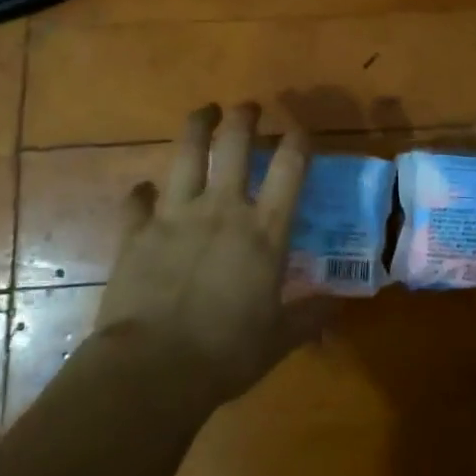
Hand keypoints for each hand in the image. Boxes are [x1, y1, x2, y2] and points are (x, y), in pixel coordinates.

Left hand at [94, 103, 323, 404]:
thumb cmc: (226, 353)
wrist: (153, 368)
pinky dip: (141, 192)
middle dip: (244, 117)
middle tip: (248, 107)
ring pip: (186, 153)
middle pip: (234, 144)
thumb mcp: (279, 339)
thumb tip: (339, 306)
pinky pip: (137, 200)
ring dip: (197, 126)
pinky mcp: (137, 231)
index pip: (290, 168)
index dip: (298, 140)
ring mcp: (176, 214)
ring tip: (203, 112)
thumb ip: (310, 317)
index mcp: (264, 230)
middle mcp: (222, 209)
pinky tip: (143, 190)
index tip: (300, 128)